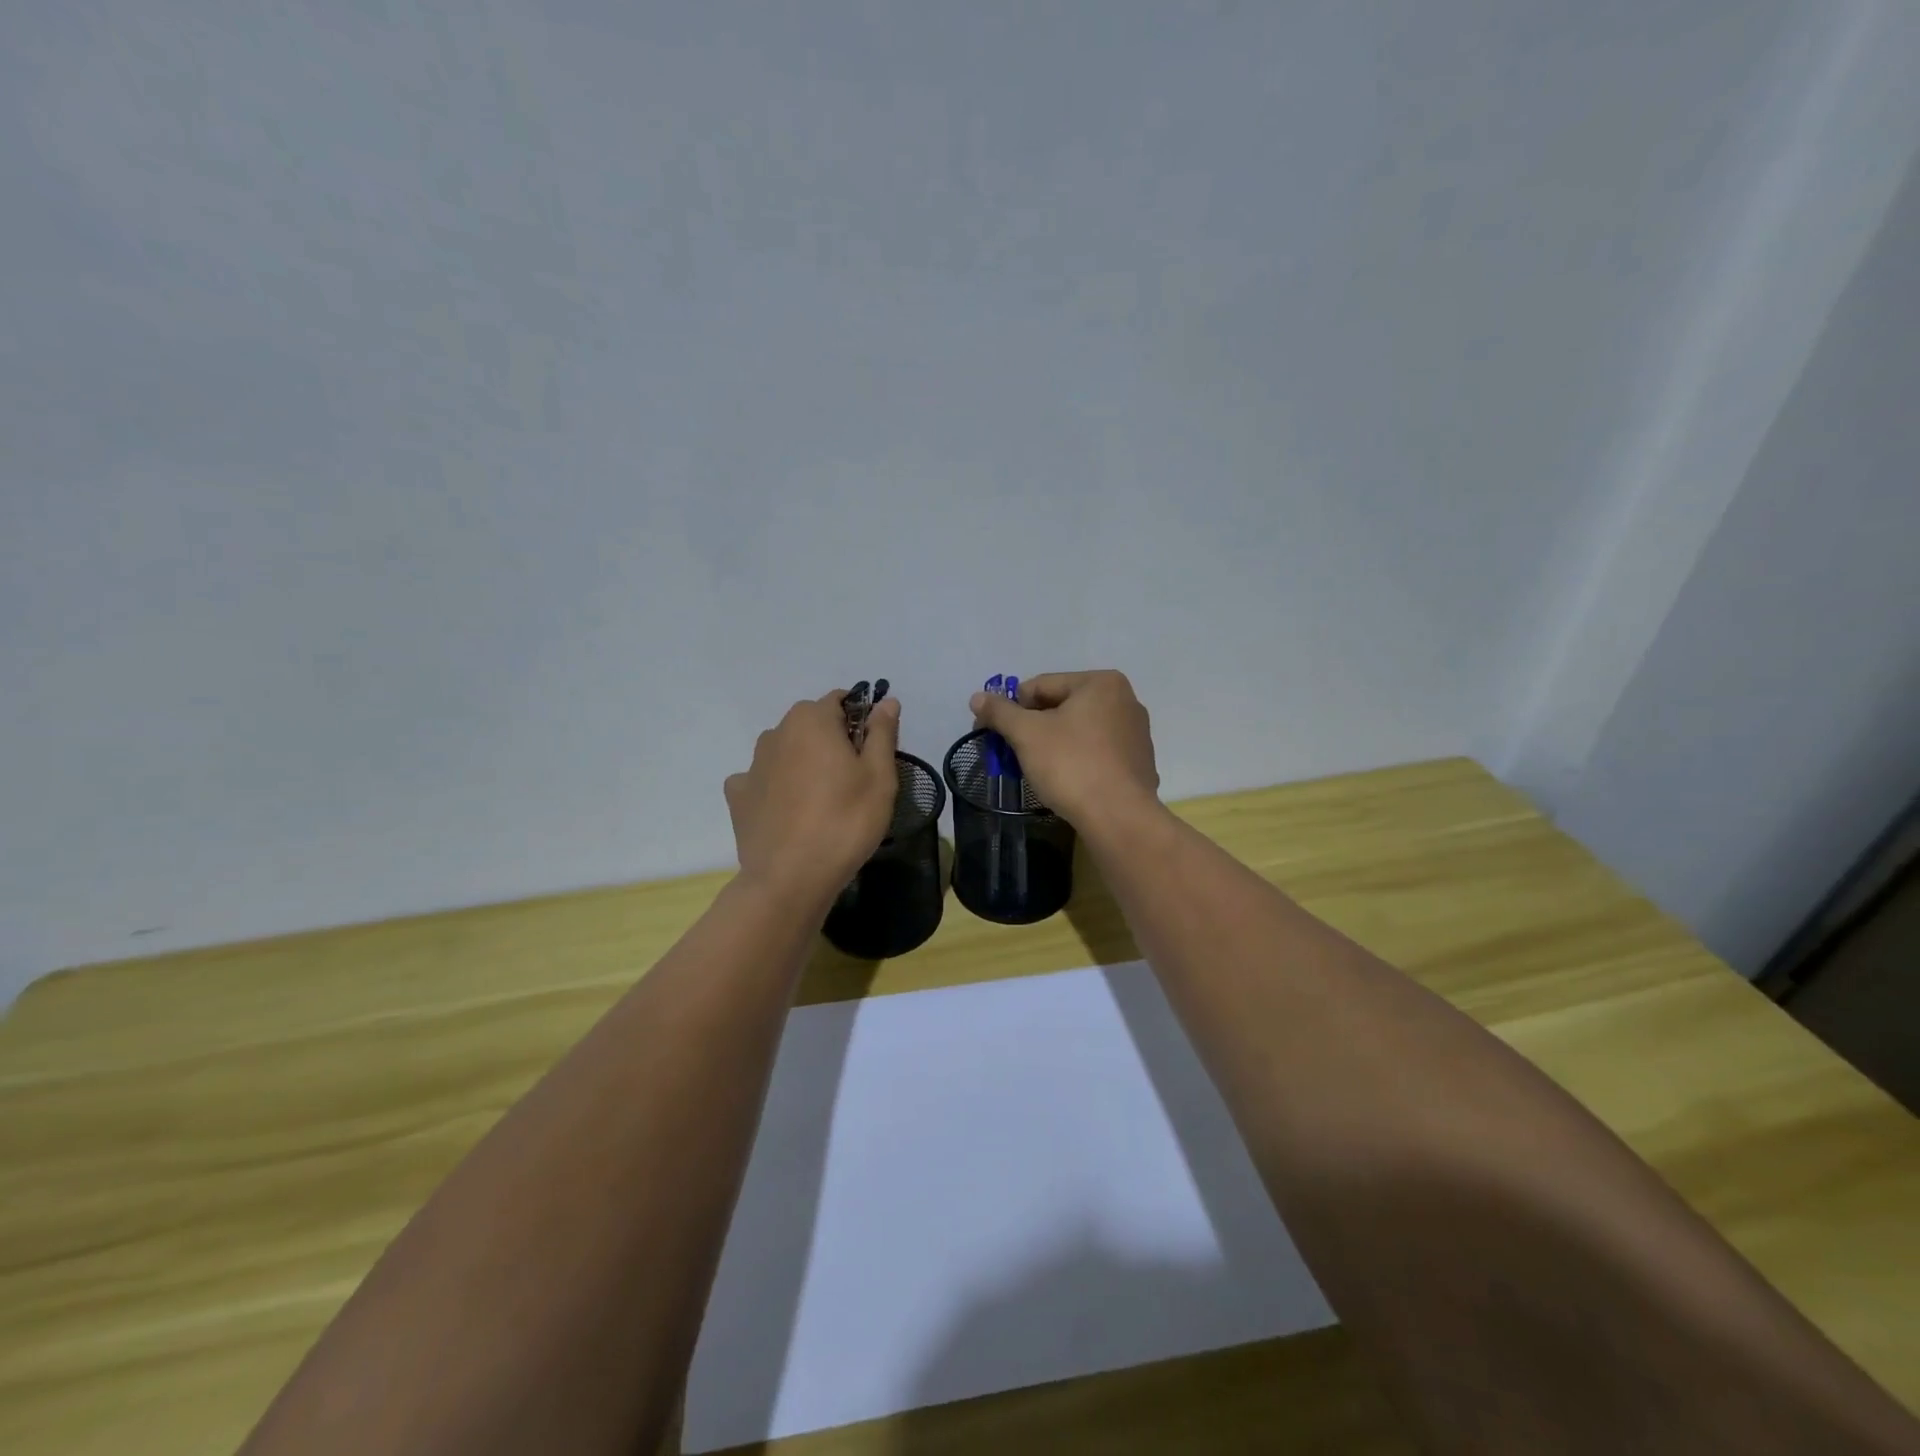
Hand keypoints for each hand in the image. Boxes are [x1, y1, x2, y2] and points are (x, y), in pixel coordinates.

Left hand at [724, 690, 901, 909]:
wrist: (790, 878)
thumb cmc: (845, 821)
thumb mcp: (879, 777)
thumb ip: (882, 733)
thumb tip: (886, 701)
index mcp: (811, 720)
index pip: (841, 701)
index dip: (860, 721)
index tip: (872, 753)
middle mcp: (776, 732)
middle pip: (811, 725)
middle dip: (831, 741)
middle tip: (852, 781)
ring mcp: (752, 764)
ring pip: (786, 751)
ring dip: (803, 763)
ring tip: (821, 800)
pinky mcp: (738, 796)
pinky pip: (762, 780)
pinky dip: (776, 788)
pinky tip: (789, 812)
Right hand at [969, 670, 1159, 831]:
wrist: (1118, 818)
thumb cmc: (1071, 765)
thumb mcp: (1026, 734)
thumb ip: (1000, 712)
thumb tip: (977, 697)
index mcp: (1101, 683)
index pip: (1042, 686)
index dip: (1011, 707)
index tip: (992, 730)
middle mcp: (1125, 700)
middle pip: (1062, 707)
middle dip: (1033, 727)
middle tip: (1011, 751)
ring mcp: (1136, 733)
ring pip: (1080, 731)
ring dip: (1053, 744)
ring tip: (1035, 768)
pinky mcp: (1139, 763)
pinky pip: (1097, 753)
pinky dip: (1077, 760)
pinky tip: (1065, 781)